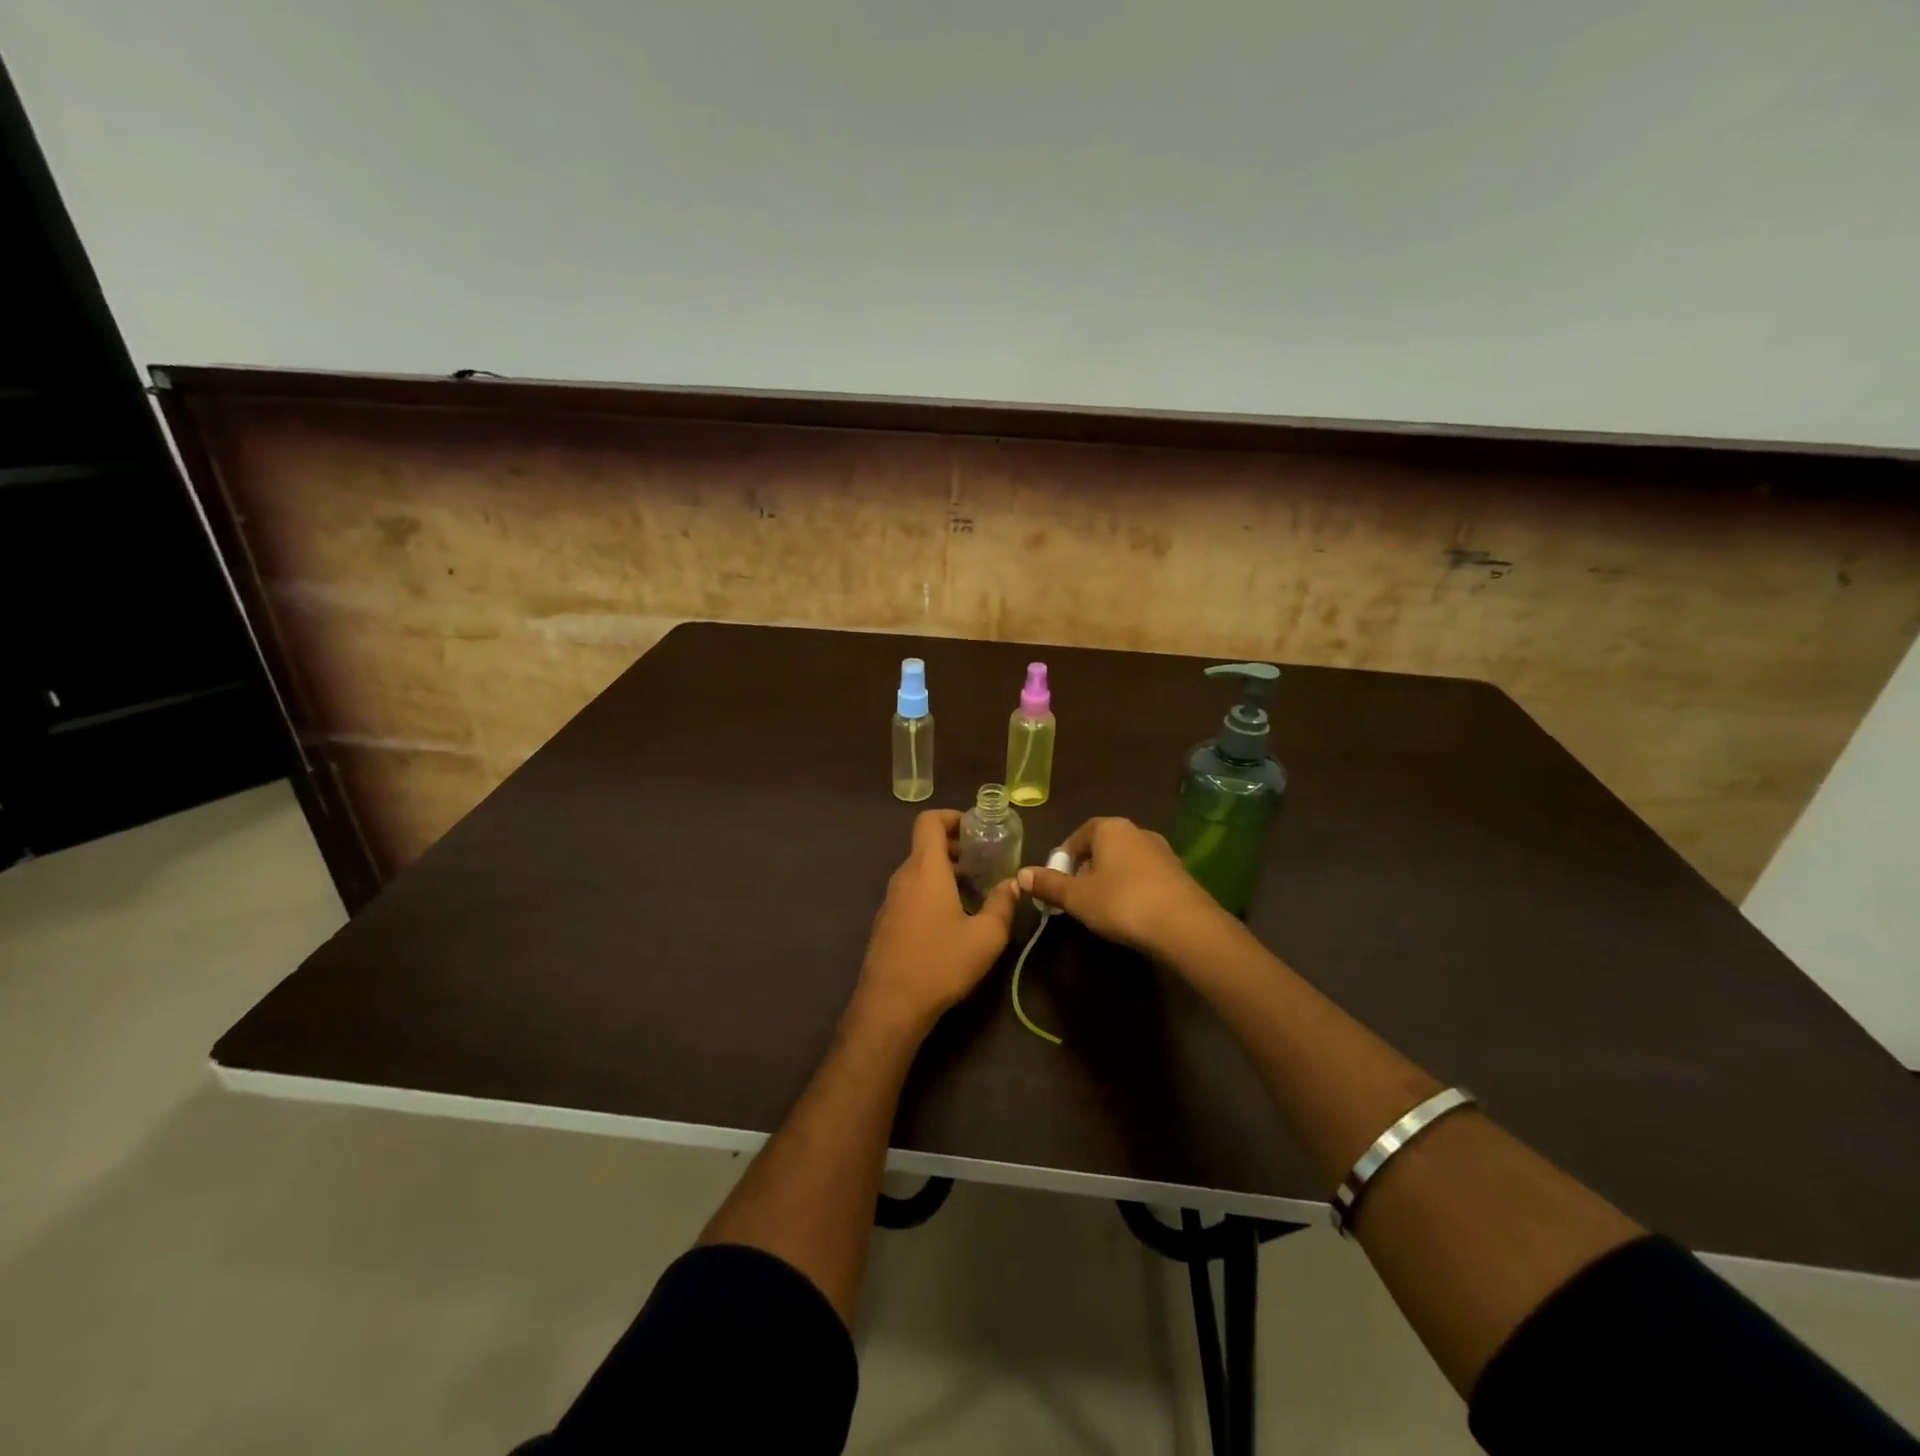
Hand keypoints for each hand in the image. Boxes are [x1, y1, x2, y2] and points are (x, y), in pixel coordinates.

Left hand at [854, 809, 1020, 1029]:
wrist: (890, 1005)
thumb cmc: (940, 963)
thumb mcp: (986, 937)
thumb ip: (1003, 904)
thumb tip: (1014, 884)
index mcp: (926, 869)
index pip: (929, 821)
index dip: (952, 817)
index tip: (977, 831)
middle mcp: (904, 877)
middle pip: (926, 845)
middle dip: (957, 847)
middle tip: (986, 862)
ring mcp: (891, 900)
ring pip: (920, 871)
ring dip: (946, 872)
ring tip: (975, 893)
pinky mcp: (886, 922)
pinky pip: (912, 892)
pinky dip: (932, 891)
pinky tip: (952, 920)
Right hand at [1018, 816, 1228, 956]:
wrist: (1184, 925)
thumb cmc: (1121, 902)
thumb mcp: (1076, 897)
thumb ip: (1048, 884)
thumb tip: (1021, 873)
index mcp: (1110, 828)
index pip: (1080, 834)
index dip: (1064, 856)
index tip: (1057, 880)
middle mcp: (1138, 832)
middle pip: (1103, 847)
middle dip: (1087, 870)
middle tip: (1076, 897)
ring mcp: (1162, 852)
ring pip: (1125, 863)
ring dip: (1111, 881)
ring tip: (1101, 909)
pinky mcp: (1179, 875)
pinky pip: (1145, 877)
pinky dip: (1133, 890)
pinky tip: (1130, 915)